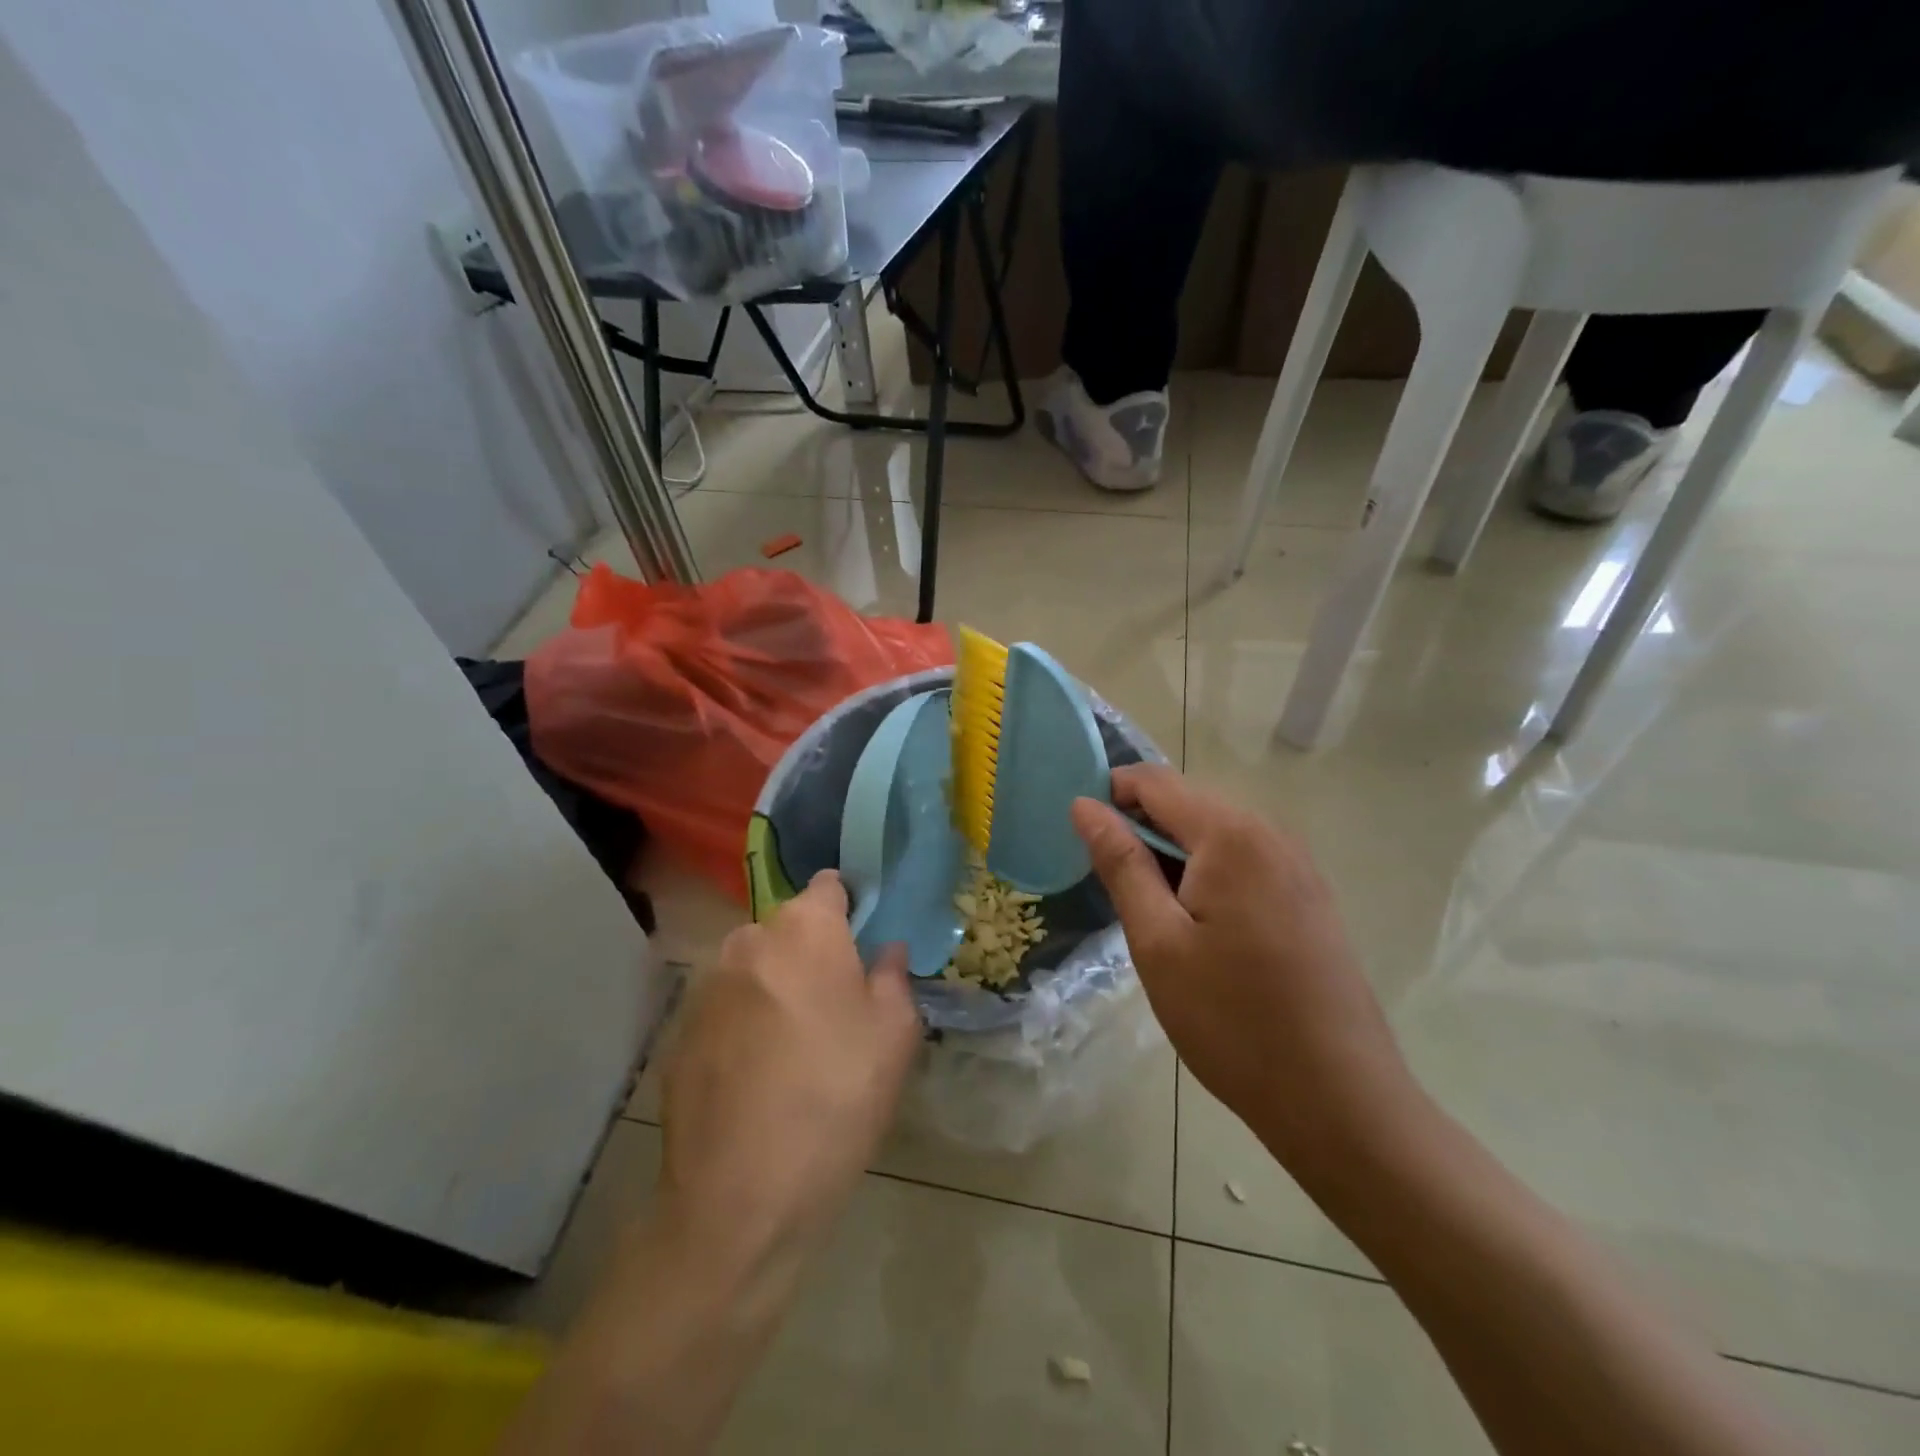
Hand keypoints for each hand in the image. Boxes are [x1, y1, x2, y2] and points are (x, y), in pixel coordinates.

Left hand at [656, 870, 922, 1272]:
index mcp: (804, 930)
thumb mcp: (894, 1036)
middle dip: (812, 950)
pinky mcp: (679, 1030)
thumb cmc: (836, 1100)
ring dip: (776, 984)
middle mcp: (748, 941)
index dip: (850, 907)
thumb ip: (893, 975)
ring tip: (796, 1043)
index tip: (864, 942)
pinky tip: (758, 1073)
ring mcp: (707, 985)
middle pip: (789, 926)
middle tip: (837, 1003)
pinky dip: (744, 1020)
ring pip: (755, 966)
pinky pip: (726, 1006)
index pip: (829, 886)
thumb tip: (885, 951)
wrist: (739, 1197)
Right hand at [1070, 765, 1418, 1171]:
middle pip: (1187, 804)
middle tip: (1111, 887)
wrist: (1338, 1099)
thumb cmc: (1232, 1020)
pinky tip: (1198, 928)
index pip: (1155, 781)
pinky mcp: (1309, 897)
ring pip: (1215, 835)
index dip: (1110, 795)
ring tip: (1150, 913)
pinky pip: (1244, 861)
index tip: (1081, 837)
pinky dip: (1207, 875)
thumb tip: (1085, 806)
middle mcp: (1270, 834)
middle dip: (1141, 829)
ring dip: (1173, 856)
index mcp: (1230, 835)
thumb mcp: (1157, 941)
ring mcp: (1297, 865)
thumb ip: (1121, 863)